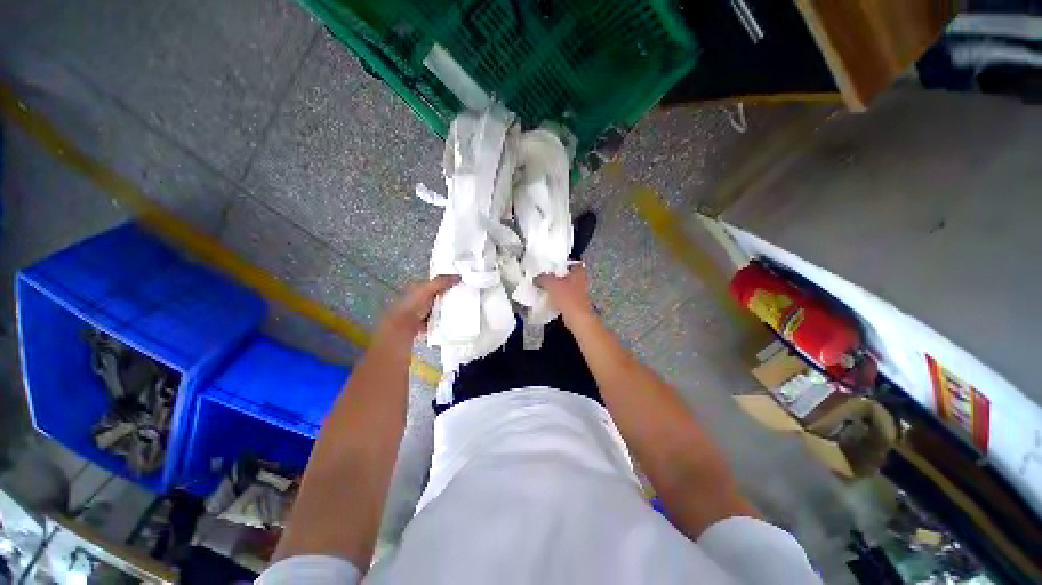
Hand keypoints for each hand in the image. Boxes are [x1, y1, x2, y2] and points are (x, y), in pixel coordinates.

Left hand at [379, 274, 459, 338]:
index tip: (462, 282)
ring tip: (464, 307)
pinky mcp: (427, 322)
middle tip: (466, 295)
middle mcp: (420, 298)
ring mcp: (423, 311)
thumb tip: (459, 276)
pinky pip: (440, 318)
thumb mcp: (427, 289)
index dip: (448, 280)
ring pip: (440, 306)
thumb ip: (441, 282)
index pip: (436, 281)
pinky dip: (446, 318)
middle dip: (450, 294)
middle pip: (439, 294)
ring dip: (449, 307)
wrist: (403, 328)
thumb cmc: (413, 305)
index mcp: (418, 286)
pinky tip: (455, 318)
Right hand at [536, 264, 594, 324]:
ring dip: (557, 289)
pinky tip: (549, 301)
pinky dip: (557, 300)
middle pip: (569, 277)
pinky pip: (564, 299)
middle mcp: (581, 282)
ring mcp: (579, 295)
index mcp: (578, 273)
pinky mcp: (575, 305)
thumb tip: (536, 278)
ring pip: (566, 288)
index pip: (574, 264)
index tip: (555, 266)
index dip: (565, 264)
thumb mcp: (551, 283)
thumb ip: (543, 278)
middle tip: (547, 277)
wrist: (576, 317)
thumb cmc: (567, 296)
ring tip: (546, 289)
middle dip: (558, 278)